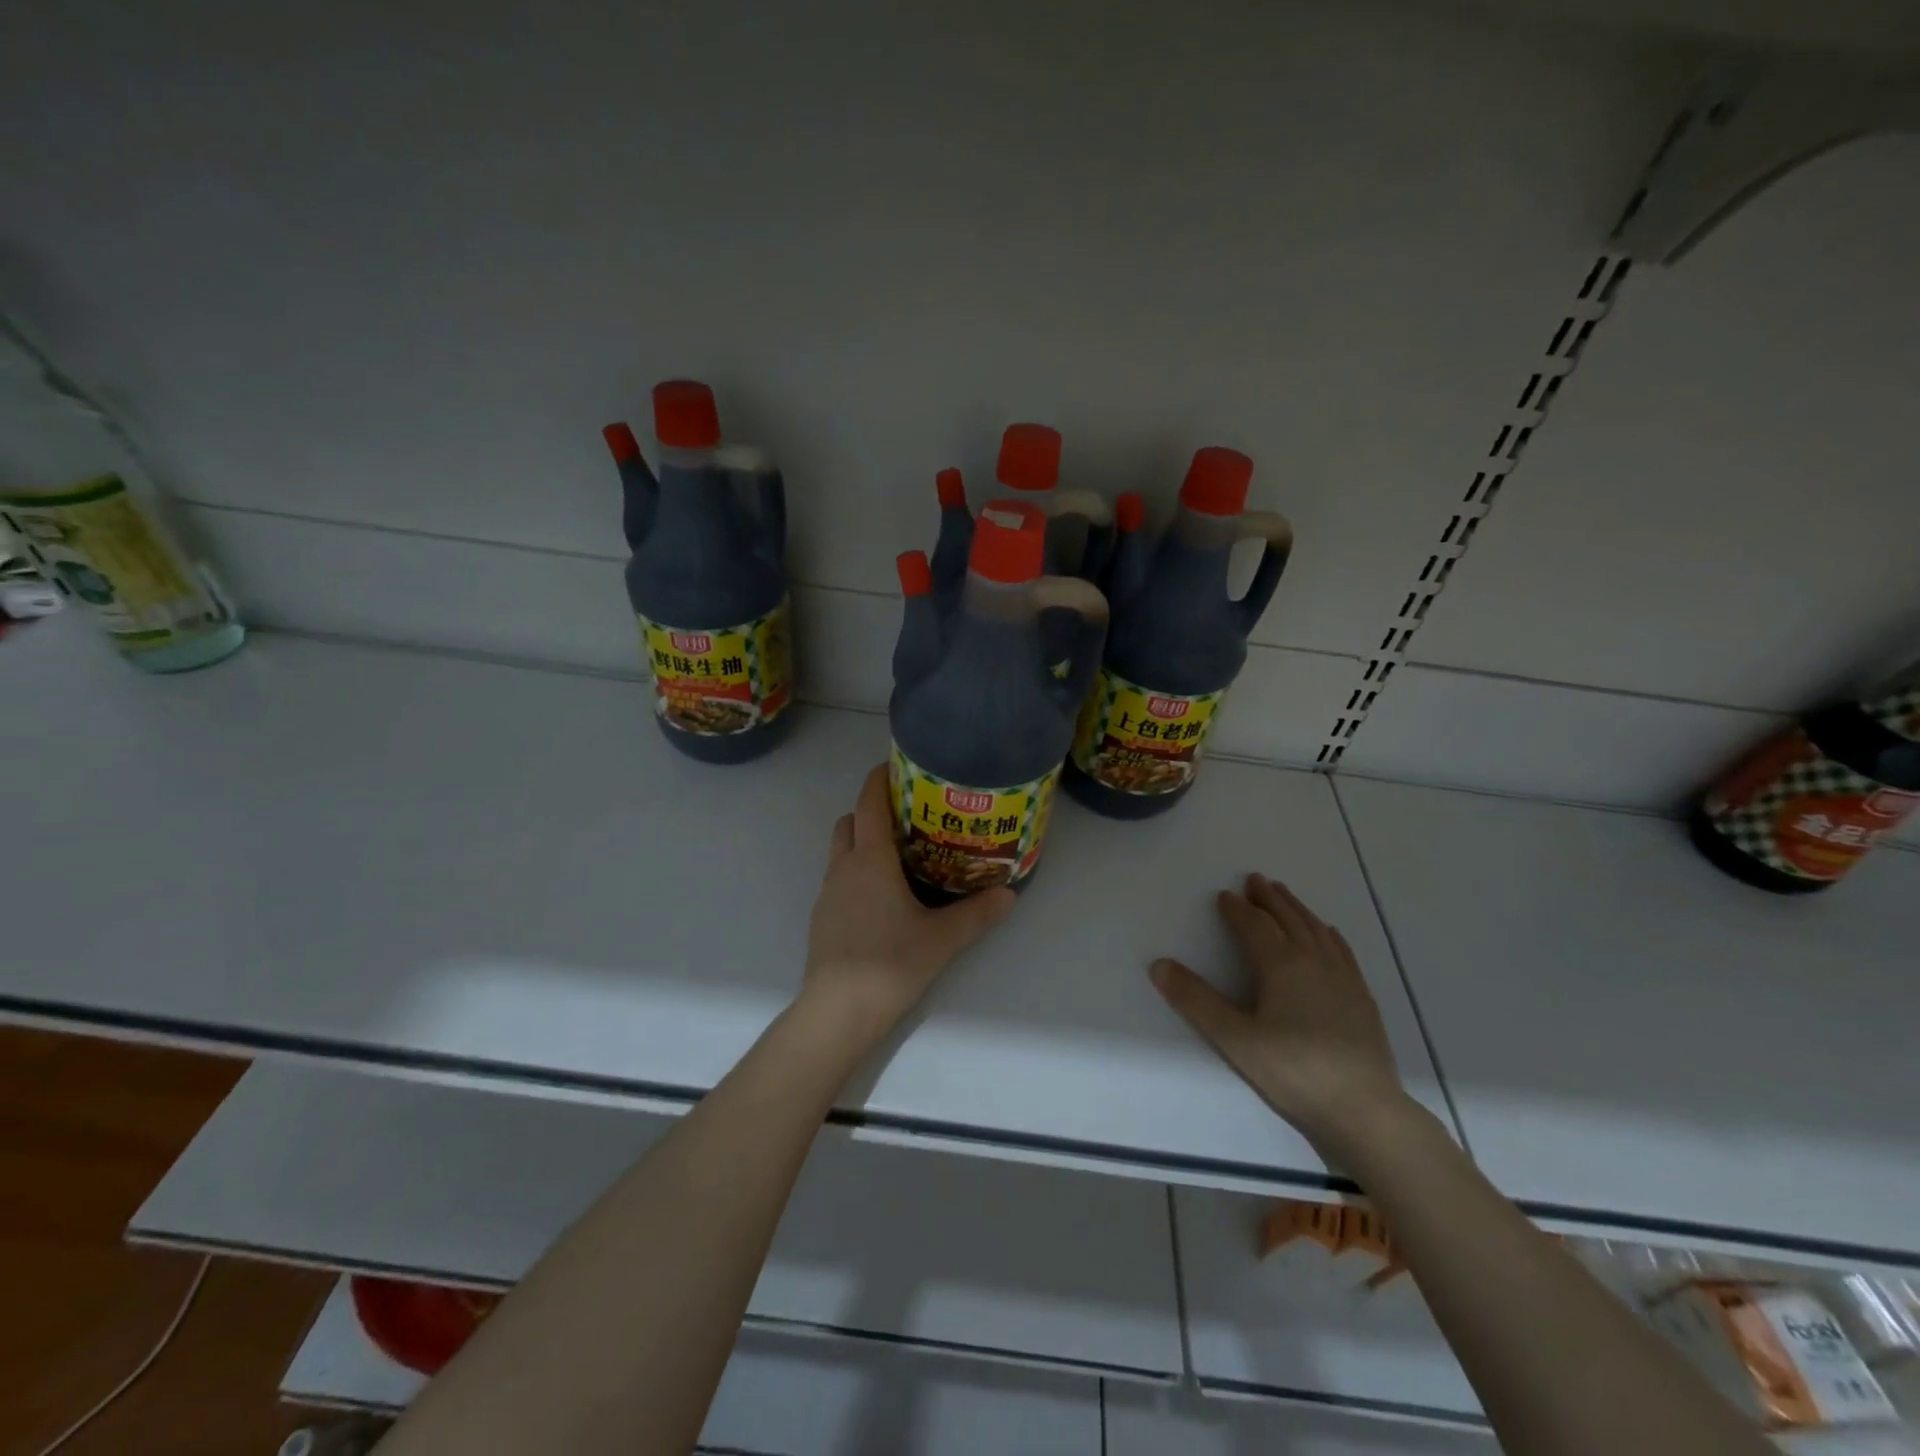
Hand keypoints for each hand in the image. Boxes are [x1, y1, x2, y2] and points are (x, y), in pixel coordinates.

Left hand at [800, 764, 1015, 1047]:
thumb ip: (977, 914)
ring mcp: (827, 893)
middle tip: (906, 817)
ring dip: (862, 842)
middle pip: (849, 822)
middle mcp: (843, 868)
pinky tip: (882, 897)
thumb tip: (1009, 894)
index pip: (869, 804)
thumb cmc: (890, 963)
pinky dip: (856, 871)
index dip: (878, 780)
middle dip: (871, 811)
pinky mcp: (823, 917)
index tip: (896, 767)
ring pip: (841, 851)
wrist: (837, 1011)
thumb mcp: (942, 938)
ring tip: (898, 855)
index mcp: (870, 860)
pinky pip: (839, 878)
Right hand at [1149, 873, 1411, 1162]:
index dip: (1236, 908)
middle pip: (1288, 918)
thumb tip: (1159, 965)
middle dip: (1268, 898)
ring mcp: (1343, 977)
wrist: (1365, 1111)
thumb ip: (1195, 1000)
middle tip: (1255, 879)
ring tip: (1284, 894)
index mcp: (1281, 965)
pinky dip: (1327, 933)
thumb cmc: (1293, 1072)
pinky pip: (1341, 950)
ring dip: (1296, 908)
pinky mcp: (1362, 997)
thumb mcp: (1234, 1038)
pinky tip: (1327, 933)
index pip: (1254, 925)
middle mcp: (1313, 960)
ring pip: (1315, 929)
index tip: (1223, 895)